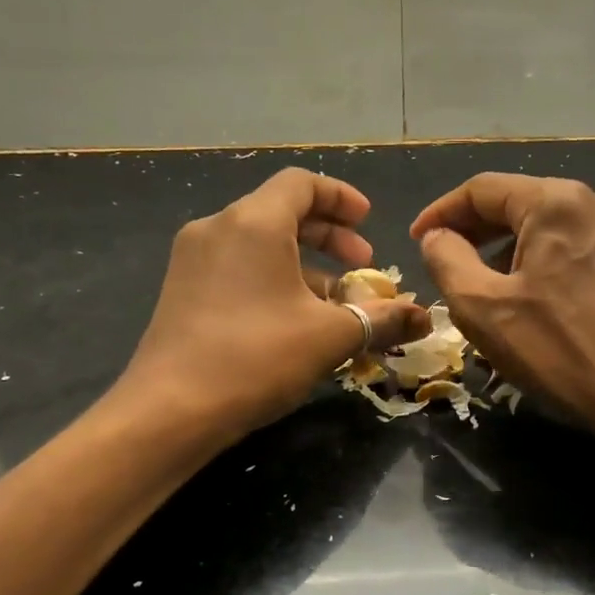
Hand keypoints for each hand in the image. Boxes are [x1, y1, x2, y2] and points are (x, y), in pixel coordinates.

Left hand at [124, 169, 428, 437]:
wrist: (170, 410)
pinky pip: (238, 267)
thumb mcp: (331, 337)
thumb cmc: (257, 358)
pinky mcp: (182, 290)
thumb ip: (382, 318)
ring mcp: (193, 259)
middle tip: (362, 264)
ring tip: (336, 301)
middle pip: (281, 210)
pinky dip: (273, 278)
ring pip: (260, 242)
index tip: (369, 223)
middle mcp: (218, 228)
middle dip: (329, 234)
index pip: (302, 183)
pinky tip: (294, 320)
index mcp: (254, 222)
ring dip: (304, 262)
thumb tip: (424, 317)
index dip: (342, 198)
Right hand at [411, 173, 594, 454]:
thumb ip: (447, 260)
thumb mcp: (482, 308)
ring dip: (505, 248)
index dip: (441, 212)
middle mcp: (593, 201)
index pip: (482, 189)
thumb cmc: (558, 351)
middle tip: (443, 261)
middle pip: (517, 202)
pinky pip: (571, 246)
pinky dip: (538, 261)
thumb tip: (437, 237)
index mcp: (555, 201)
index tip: (416, 240)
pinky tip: (525, 295)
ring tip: (480, 285)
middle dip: (474, 230)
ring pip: (545, 226)